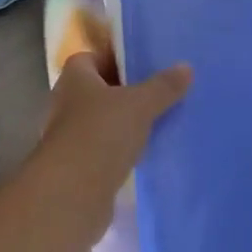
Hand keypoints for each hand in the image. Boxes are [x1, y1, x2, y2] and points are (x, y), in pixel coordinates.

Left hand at [39, 51, 191, 209]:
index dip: (118, 58)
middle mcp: (66, 101)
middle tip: (159, 93)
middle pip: (99, 89)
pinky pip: (103, 148)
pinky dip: (120, 149)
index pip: (94, 57)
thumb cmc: (101, 134)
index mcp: (74, 76)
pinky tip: (145, 154)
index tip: (146, 66)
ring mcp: (68, 135)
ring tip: (158, 123)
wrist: (72, 195)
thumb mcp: (139, 105)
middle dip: (126, 92)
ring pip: (102, 120)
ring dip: (124, 123)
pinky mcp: (76, 165)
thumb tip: (186, 67)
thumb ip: (163, 86)